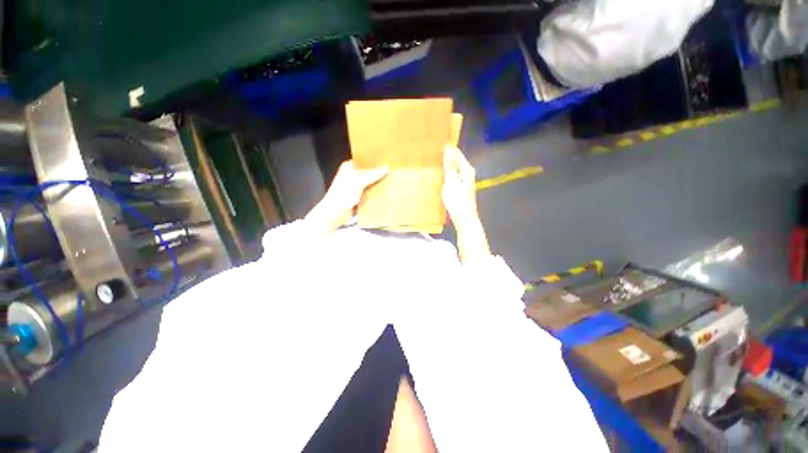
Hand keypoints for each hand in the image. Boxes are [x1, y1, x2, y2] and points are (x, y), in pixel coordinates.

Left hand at [305, 161, 387, 233]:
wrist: (335, 213)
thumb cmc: (343, 194)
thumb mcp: (358, 181)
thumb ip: (373, 174)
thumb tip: (387, 168)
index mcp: (349, 167)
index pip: (363, 160)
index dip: (374, 160)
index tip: (386, 160)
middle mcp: (352, 175)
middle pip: (368, 172)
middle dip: (378, 173)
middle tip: (392, 171)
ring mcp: (355, 187)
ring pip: (369, 183)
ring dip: (377, 183)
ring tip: (392, 180)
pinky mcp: (358, 197)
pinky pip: (369, 193)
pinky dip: (375, 193)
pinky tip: (386, 192)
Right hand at [442, 146, 490, 262]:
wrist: (464, 219)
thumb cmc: (458, 201)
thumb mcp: (451, 182)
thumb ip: (449, 165)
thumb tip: (448, 148)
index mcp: (466, 170)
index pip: (457, 153)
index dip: (448, 148)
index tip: (437, 141)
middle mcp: (466, 174)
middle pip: (455, 161)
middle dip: (445, 156)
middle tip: (431, 151)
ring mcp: (463, 182)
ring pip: (452, 169)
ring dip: (444, 166)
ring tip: (432, 162)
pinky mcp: (459, 189)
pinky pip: (451, 177)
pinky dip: (444, 175)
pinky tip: (437, 177)